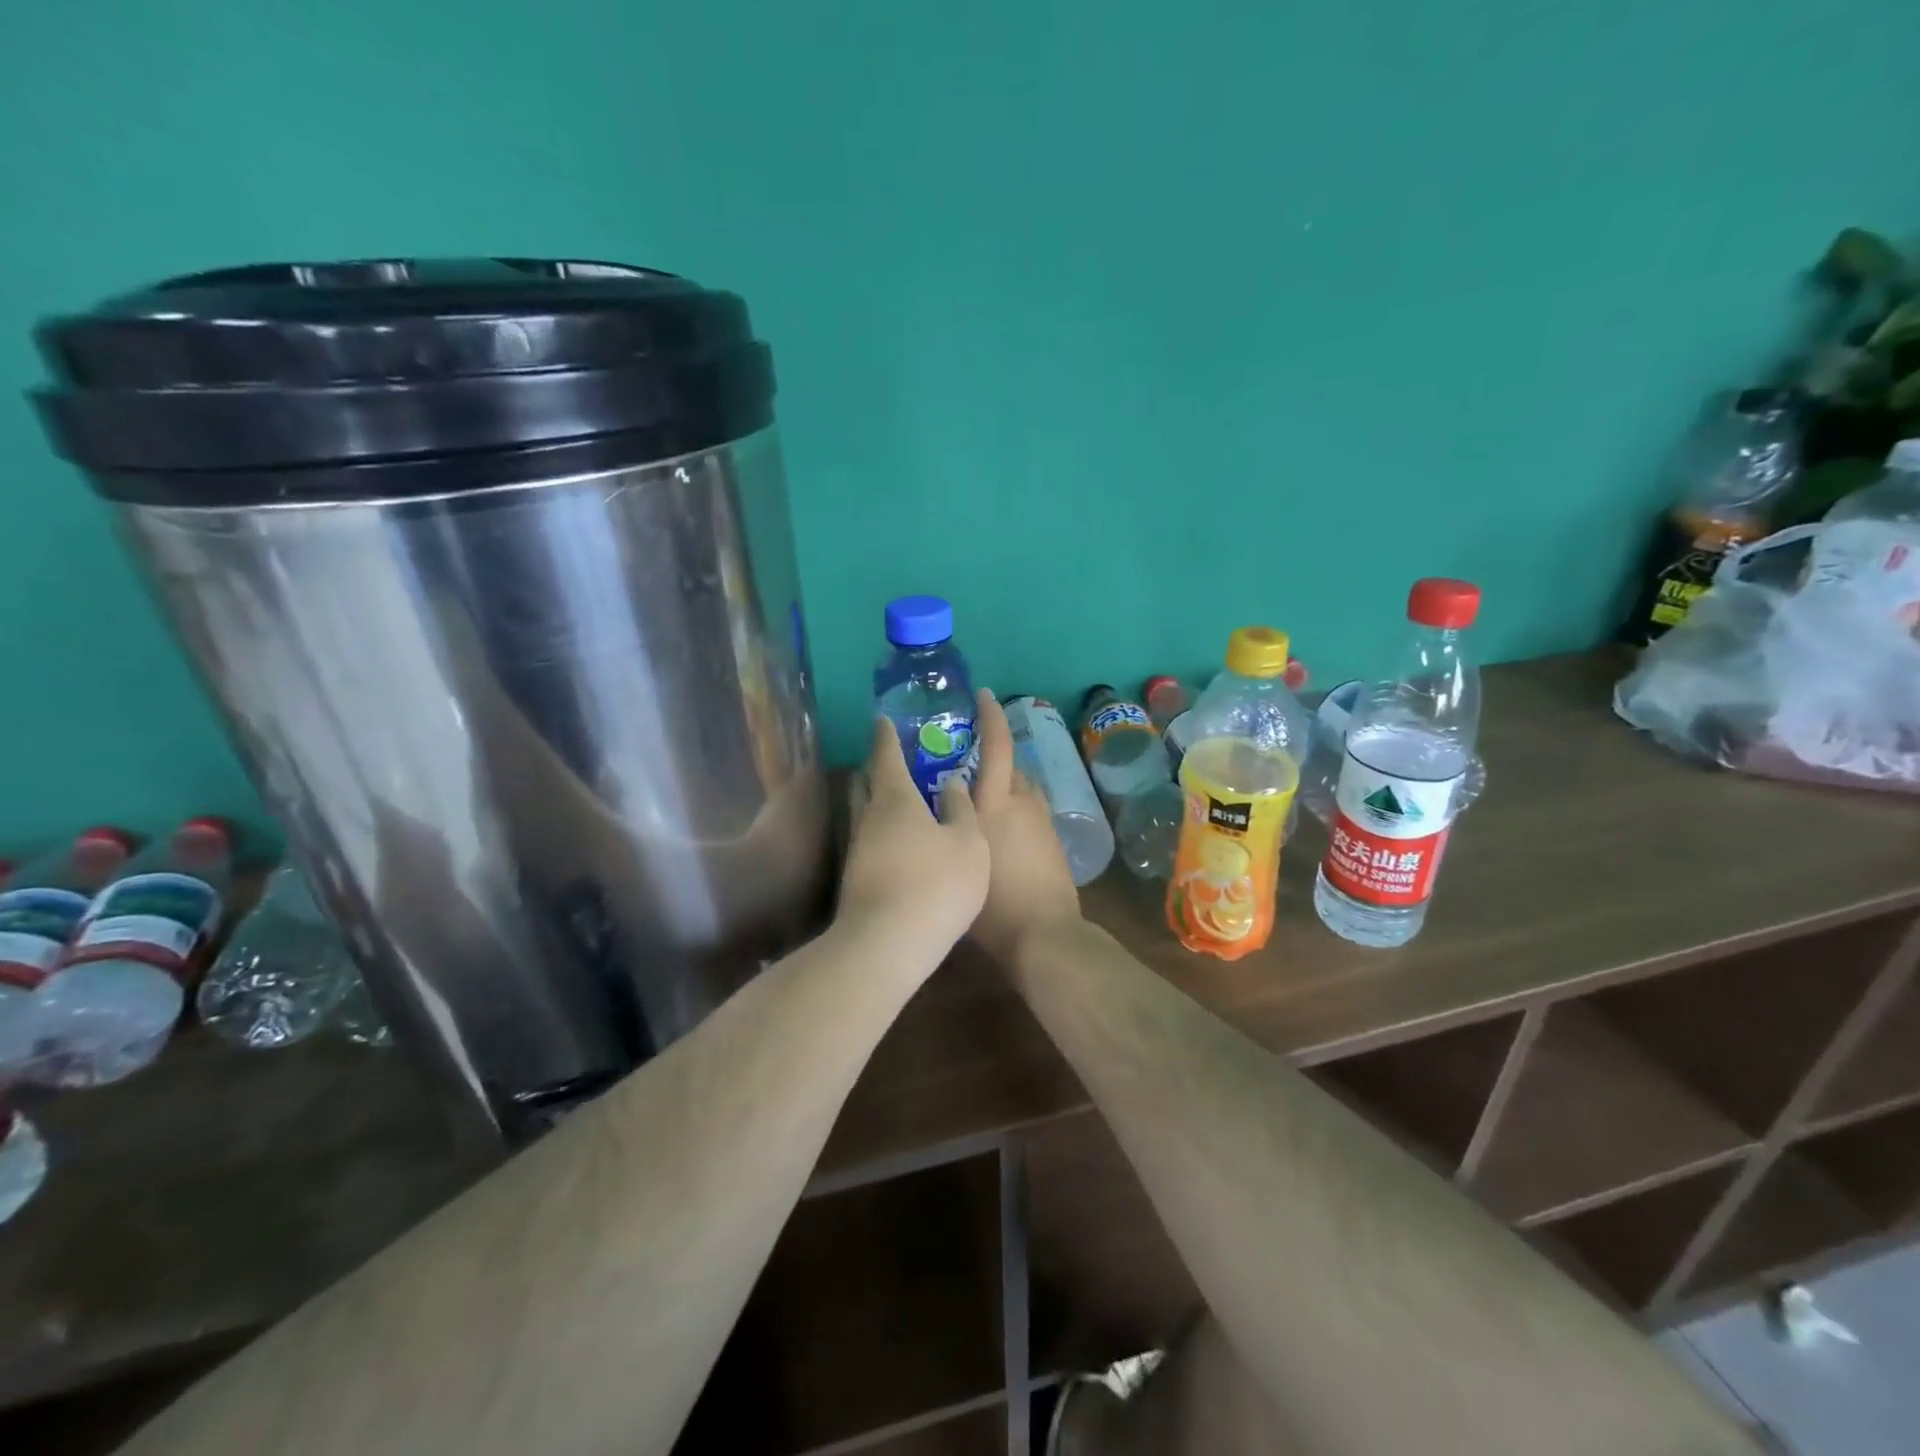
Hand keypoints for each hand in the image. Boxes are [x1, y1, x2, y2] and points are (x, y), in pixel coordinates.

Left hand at [838, 715, 990, 969]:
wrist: (886, 945)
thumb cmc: (935, 884)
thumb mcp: (968, 843)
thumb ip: (961, 810)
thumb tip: (950, 784)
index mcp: (895, 799)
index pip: (886, 755)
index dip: (886, 735)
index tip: (883, 719)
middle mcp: (869, 818)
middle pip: (866, 782)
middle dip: (876, 766)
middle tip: (890, 757)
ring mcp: (857, 851)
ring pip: (864, 813)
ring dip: (876, 800)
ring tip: (898, 799)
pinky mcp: (854, 880)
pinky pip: (867, 840)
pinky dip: (880, 830)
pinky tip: (897, 843)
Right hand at [968, 692, 1083, 965]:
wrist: (1045, 935)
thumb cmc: (993, 903)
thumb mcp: (961, 860)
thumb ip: (952, 827)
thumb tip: (946, 803)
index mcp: (997, 802)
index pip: (998, 746)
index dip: (991, 717)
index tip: (984, 695)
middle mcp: (1024, 802)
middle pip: (1011, 767)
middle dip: (992, 758)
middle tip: (964, 762)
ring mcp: (1043, 822)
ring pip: (1022, 790)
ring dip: (1004, 786)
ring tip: (978, 799)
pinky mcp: (1053, 841)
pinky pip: (1031, 811)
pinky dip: (1015, 810)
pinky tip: (999, 831)